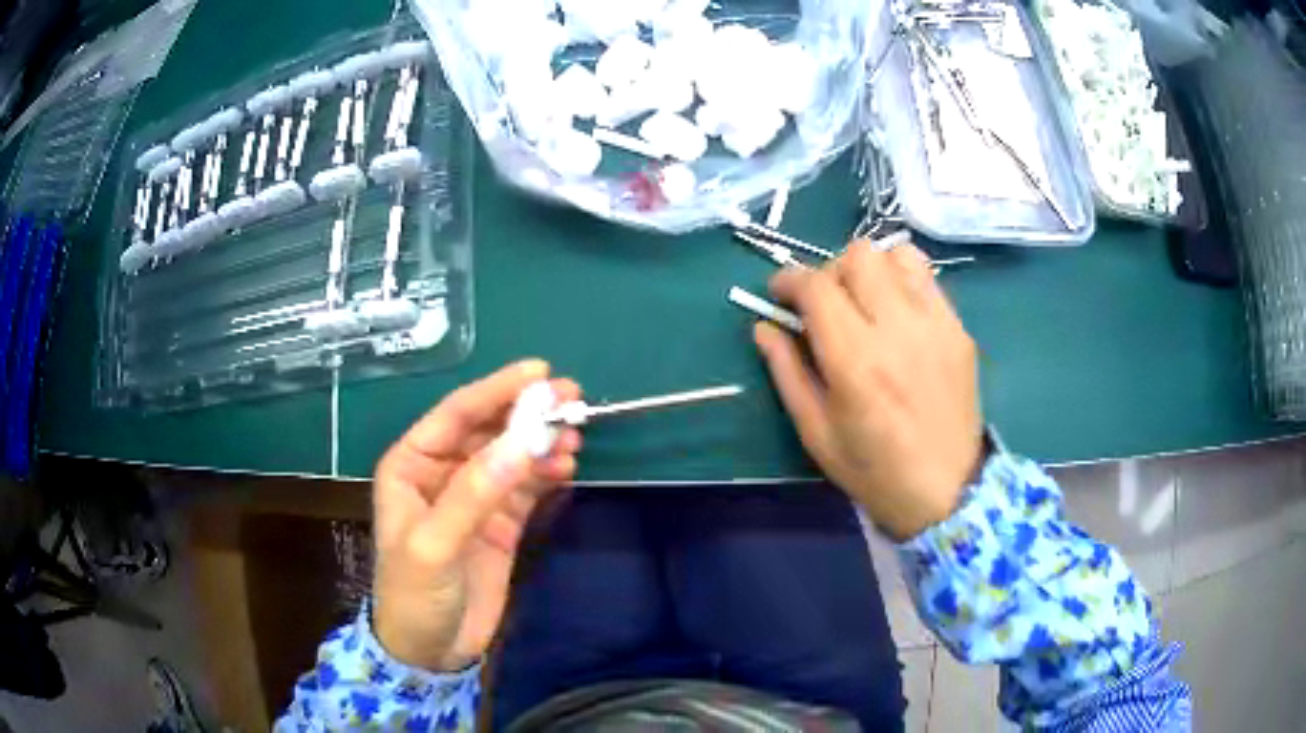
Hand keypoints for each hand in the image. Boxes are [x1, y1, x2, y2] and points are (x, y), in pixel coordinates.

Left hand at [371, 360, 581, 671]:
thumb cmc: (414, 594)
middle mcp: (442, 473)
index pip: (456, 415)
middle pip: (489, 430)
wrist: (431, 651)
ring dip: (542, 443)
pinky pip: (525, 487)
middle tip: (572, 400)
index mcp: (412, 465)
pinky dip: (546, 474)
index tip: (540, 373)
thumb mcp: (434, 544)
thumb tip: (524, 441)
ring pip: (511, 456)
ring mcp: (474, 498)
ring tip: (576, 435)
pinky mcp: (500, 524)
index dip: (496, 390)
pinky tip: (567, 467)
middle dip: (527, 413)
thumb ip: (475, 493)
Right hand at [754, 239, 982, 540]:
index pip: (817, 286)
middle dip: (830, 272)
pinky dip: (903, 283)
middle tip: (826, 305)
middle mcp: (898, 330)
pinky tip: (898, 317)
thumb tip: (764, 326)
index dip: (789, 280)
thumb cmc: (873, 470)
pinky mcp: (959, 329)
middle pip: (858, 256)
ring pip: (896, 255)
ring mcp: (936, 325)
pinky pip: (927, 278)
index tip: (780, 294)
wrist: (946, 491)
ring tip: (867, 304)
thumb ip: (787, 371)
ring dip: (871, 270)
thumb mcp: (815, 431)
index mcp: (855, 361)